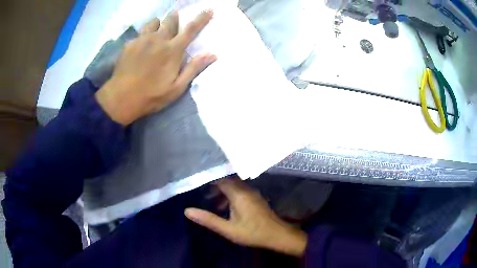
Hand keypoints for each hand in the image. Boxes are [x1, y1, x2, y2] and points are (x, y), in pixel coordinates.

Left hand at [95, 10, 216, 125]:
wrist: (121, 98)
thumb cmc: (151, 96)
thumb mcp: (177, 88)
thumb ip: (194, 68)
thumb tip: (212, 54)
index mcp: (172, 50)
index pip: (191, 29)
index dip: (201, 18)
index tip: (208, 9)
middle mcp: (158, 39)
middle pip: (170, 21)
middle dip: (175, 18)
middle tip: (175, 20)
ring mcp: (142, 40)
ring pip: (153, 22)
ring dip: (159, 24)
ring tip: (157, 31)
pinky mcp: (129, 44)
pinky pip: (140, 32)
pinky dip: (145, 34)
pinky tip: (141, 44)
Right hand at [185, 177, 307, 256]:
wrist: (277, 235)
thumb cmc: (252, 233)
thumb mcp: (228, 229)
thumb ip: (208, 220)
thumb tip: (187, 211)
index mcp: (239, 194)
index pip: (221, 180)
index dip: (209, 181)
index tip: (198, 184)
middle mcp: (247, 189)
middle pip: (228, 182)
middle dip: (215, 187)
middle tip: (203, 194)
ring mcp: (253, 193)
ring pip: (235, 187)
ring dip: (223, 193)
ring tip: (213, 203)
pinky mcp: (256, 199)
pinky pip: (241, 192)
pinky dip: (231, 196)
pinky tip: (227, 209)